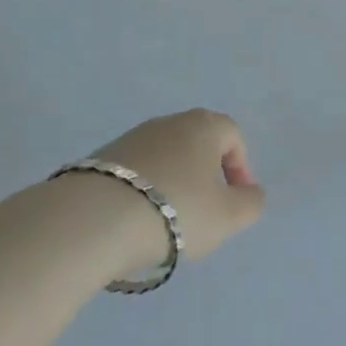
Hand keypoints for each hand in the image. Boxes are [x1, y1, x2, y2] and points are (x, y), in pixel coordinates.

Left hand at [95, 109, 265, 263]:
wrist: (94, 219)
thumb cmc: (175, 210)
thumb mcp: (228, 217)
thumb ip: (251, 203)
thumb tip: (251, 192)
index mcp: (204, 125)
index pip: (233, 135)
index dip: (240, 168)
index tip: (234, 201)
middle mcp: (169, 122)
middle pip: (198, 144)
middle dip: (205, 176)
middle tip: (203, 213)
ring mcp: (132, 137)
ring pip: (165, 158)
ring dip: (173, 184)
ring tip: (166, 223)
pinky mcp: (101, 158)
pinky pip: (135, 172)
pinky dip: (143, 191)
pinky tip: (135, 222)